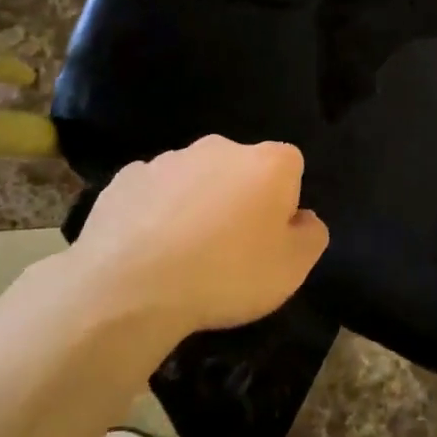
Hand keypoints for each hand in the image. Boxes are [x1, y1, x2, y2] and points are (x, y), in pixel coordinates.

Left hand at [28, 137, 327, 345]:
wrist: (131, 289)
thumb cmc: (227, 275)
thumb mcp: (293, 269)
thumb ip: (311, 235)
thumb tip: (302, 218)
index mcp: (268, 162)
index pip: (290, 168)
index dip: (283, 203)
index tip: (269, 238)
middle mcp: (220, 147)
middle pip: (241, 169)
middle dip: (238, 198)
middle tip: (228, 249)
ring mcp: (169, 159)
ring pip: (194, 179)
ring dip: (195, 205)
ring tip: (182, 256)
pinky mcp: (126, 178)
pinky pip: (152, 193)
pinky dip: (154, 213)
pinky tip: (147, 251)